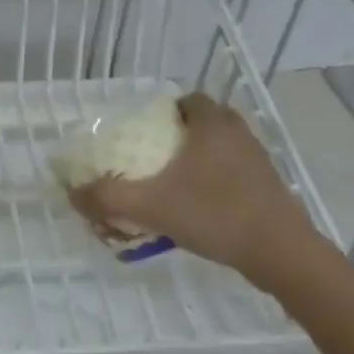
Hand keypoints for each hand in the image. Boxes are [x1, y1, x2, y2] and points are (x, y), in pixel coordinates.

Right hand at [66, 92, 324, 290]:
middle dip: (181, 134)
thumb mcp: (150, 206)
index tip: (146, 132)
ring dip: (201, 158)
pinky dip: (218, 180)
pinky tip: (201, 208)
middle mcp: (238, 133)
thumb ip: (107, 198)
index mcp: (212, 124)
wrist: (280, 253)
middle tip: (156, 157)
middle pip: (206, 121)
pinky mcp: (270, 187)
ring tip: (175, 183)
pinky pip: (236, 172)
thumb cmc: (214, 214)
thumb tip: (73, 193)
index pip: (189, 99)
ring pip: (223, 147)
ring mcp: (258, 161)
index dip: (166, 111)